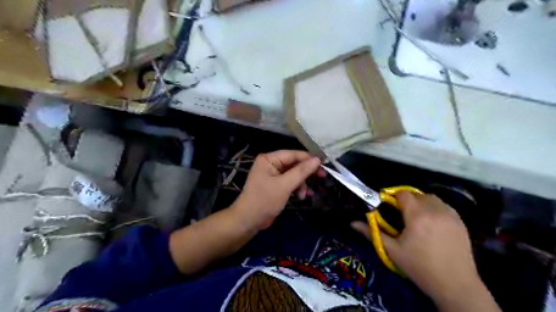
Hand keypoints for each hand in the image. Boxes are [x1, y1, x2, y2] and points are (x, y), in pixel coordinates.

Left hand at [233, 150, 324, 229]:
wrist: (248, 221)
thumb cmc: (265, 200)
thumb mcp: (285, 185)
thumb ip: (302, 171)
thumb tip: (318, 159)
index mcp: (269, 159)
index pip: (293, 154)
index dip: (309, 159)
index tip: (324, 164)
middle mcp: (270, 163)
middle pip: (294, 164)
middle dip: (306, 173)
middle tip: (322, 177)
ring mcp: (272, 174)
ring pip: (294, 174)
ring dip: (301, 183)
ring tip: (305, 194)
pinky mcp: (275, 185)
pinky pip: (290, 182)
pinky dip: (296, 188)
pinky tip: (302, 196)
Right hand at [351, 193, 482, 301]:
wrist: (455, 285)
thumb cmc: (419, 267)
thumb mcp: (392, 250)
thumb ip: (372, 233)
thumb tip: (352, 223)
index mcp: (417, 215)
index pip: (403, 194)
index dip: (394, 198)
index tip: (389, 208)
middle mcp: (435, 210)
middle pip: (417, 194)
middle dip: (408, 201)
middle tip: (403, 216)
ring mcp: (451, 215)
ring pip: (432, 198)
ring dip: (422, 203)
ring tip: (418, 219)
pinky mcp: (461, 222)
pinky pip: (445, 206)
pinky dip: (435, 209)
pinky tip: (433, 224)